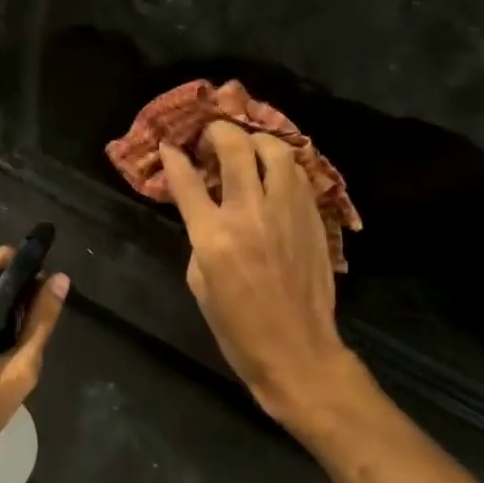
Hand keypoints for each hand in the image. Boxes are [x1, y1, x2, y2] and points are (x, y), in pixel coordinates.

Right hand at [160, 123, 370, 434]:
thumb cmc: (238, 328)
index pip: (187, 180)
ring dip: (256, 141)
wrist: (297, 351)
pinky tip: (274, 175)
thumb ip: (200, 238)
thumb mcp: (200, 284)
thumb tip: (207, 211)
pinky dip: (281, 166)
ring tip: (248, 149)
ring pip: (275, 151)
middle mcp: (250, 213)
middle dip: (218, 131)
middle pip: (235, 148)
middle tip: (211, 136)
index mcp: (213, 236)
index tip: (171, 145)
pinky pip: (297, 175)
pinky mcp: (312, 218)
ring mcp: (286, 212)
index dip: (175, 157)